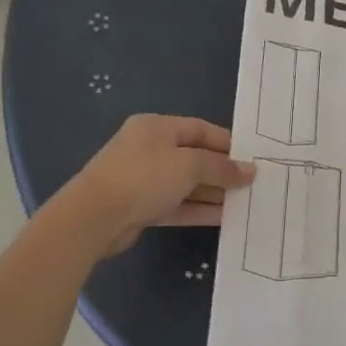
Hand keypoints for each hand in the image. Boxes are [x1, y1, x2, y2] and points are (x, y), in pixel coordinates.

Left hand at [56, 115, 253, 254]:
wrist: (94, 217)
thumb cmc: (144, 177)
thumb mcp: (188, 165)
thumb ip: (221, 167)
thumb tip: (249, 171)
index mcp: (157, 127)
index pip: (200, 129)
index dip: (227, 143)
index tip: (252, 159)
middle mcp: (149, 149)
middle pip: (194, 157)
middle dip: (222, 171)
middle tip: (252, 184)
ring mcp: (143, 179)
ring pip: (186, 184)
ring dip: (213, 193)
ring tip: (244, 202)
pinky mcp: (141, 207)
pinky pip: (176, 204)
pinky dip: (198, 209)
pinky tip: (224, 217)